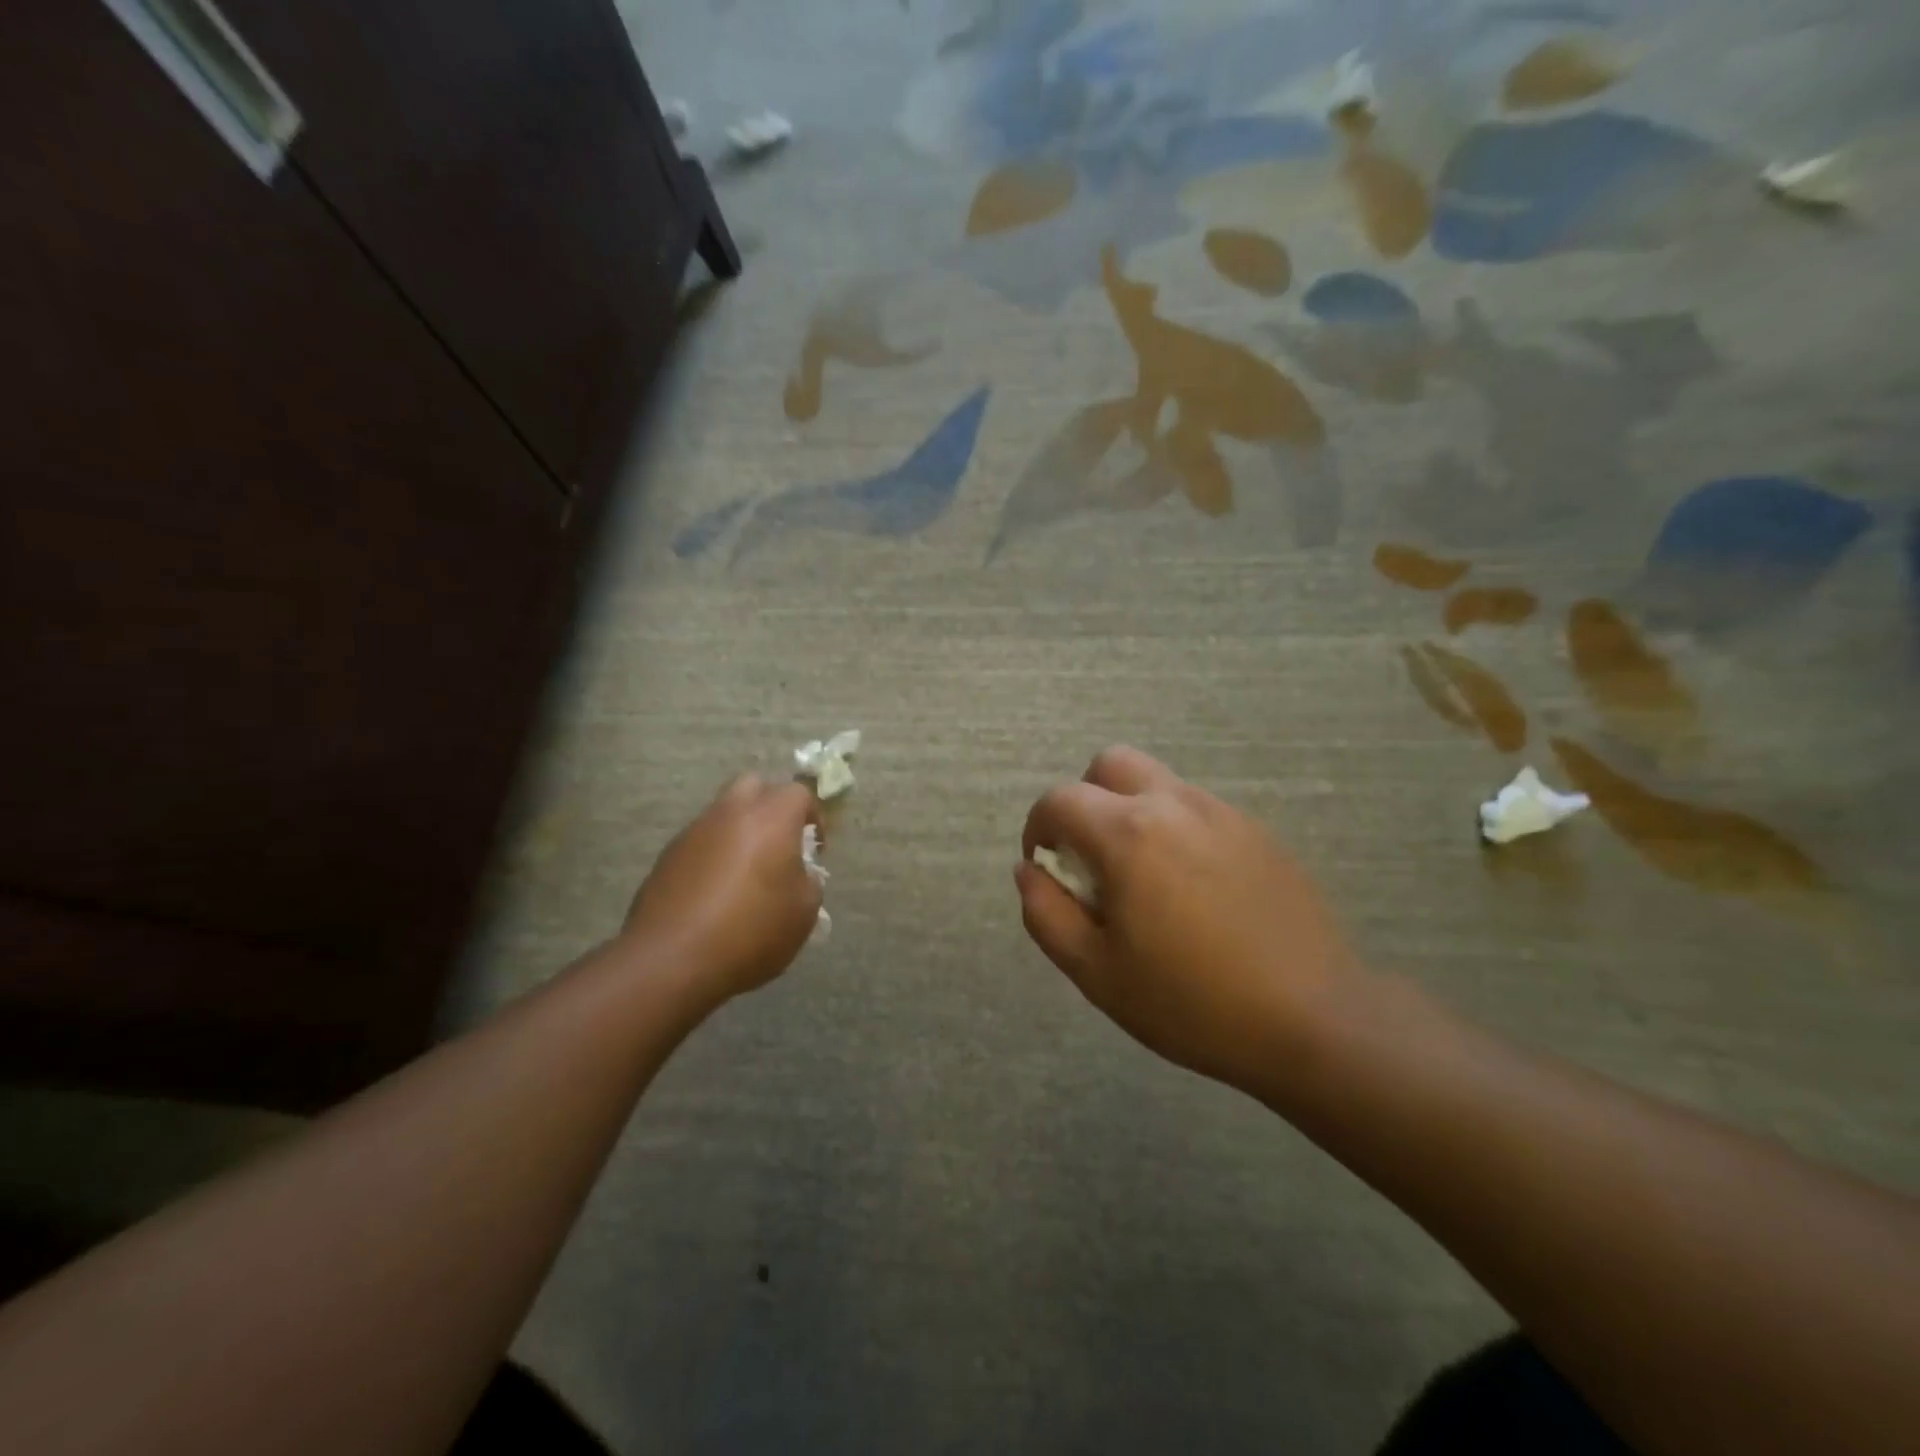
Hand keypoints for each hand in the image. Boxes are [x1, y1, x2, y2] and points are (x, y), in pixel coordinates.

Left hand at [623, 775, 821, 1004]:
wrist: (672, 959)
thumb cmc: (751, 930)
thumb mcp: (804, 912)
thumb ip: (809, 883)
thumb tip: (799, 875)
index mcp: (771, 817)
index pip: (799, 793)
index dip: (813, 817)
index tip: (815, 850)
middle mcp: (731, 813)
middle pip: (754, 785)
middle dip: (770, 806)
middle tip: (779, 843)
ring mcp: (693, 832)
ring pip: (723, 813)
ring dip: (739, 831)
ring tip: (747, 874)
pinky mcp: (667, 857)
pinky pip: (700, 842)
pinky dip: (713, 855)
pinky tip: (716, 894)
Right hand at [1017, 747, 1365, 1096]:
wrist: (1313, 1019)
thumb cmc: (1191, 1003)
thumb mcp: (1095, 972)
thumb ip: (1046, 914)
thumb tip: (1030, 870)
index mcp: (1128, 834)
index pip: (1059, 799)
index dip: (1038, 827)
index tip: (1047, 866)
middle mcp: (1174, 805)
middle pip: (1110, 764)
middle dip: (1085, 799)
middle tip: (1092, 857)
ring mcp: (1223, 813)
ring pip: (1158, 783)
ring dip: (1131, 812)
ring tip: (1145, 879)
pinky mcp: (1259, 831)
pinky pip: (1198, 810)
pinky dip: (1175, 829)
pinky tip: (1194, 890)